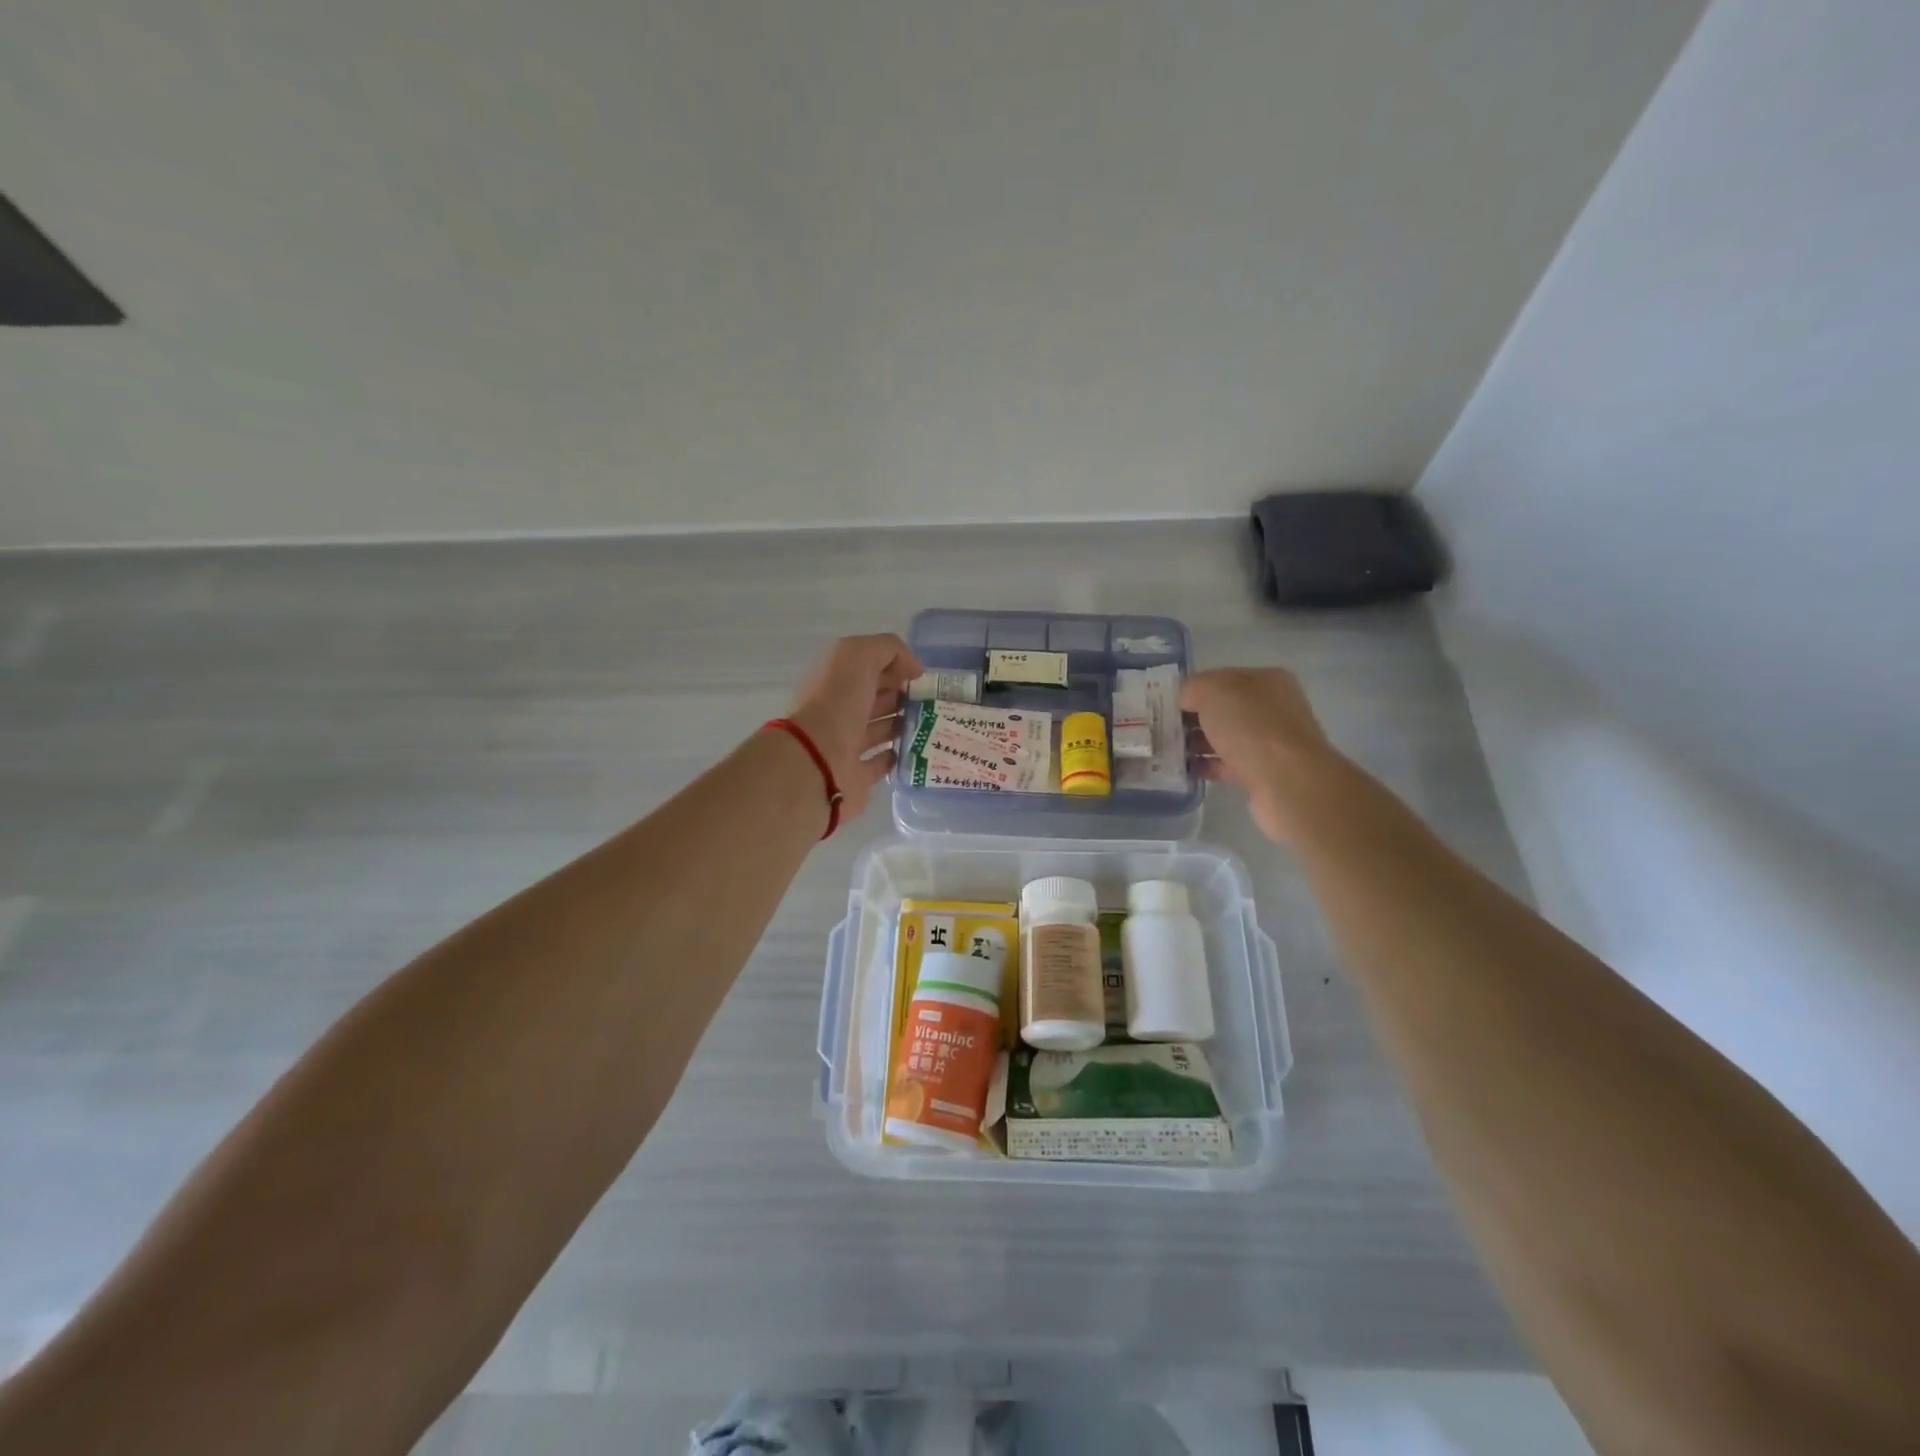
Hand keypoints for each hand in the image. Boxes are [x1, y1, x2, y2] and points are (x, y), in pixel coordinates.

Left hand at [785, 634, 923, 820]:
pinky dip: (898, 756)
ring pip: (881, 729)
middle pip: (877, 698)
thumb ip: (888, 649)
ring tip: (933, 723)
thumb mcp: (859, 656)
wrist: (816, 763)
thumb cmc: (836, 704)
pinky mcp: (857, 776)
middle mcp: (840, 710)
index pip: (870, 667)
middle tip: (935, 701)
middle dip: (904, 695)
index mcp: (837, 680)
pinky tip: (919, 749)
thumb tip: (914, 669)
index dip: (896, 667)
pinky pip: (882, 763)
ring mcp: (847, 745)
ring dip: (904, 724)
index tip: (923, 677)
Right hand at [1181, 667, 1345, 843]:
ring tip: (1171, 752)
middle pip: (1223, 709)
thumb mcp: (1212, 691)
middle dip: (1193, 718)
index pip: (1221, 678)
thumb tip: (1185, 700)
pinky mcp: (1265, 771)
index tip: (1167, 706)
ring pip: (1225, 737)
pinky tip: (1188, 771)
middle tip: (1164, 730)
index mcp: (1266, 680)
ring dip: (1198, 744)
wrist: (1287, 781)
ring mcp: (1271, 741)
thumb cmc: (1250, 726)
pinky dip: (1209, 766)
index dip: (1193, 690)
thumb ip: (1192, 688)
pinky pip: (1229, 764)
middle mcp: (1273, 707)